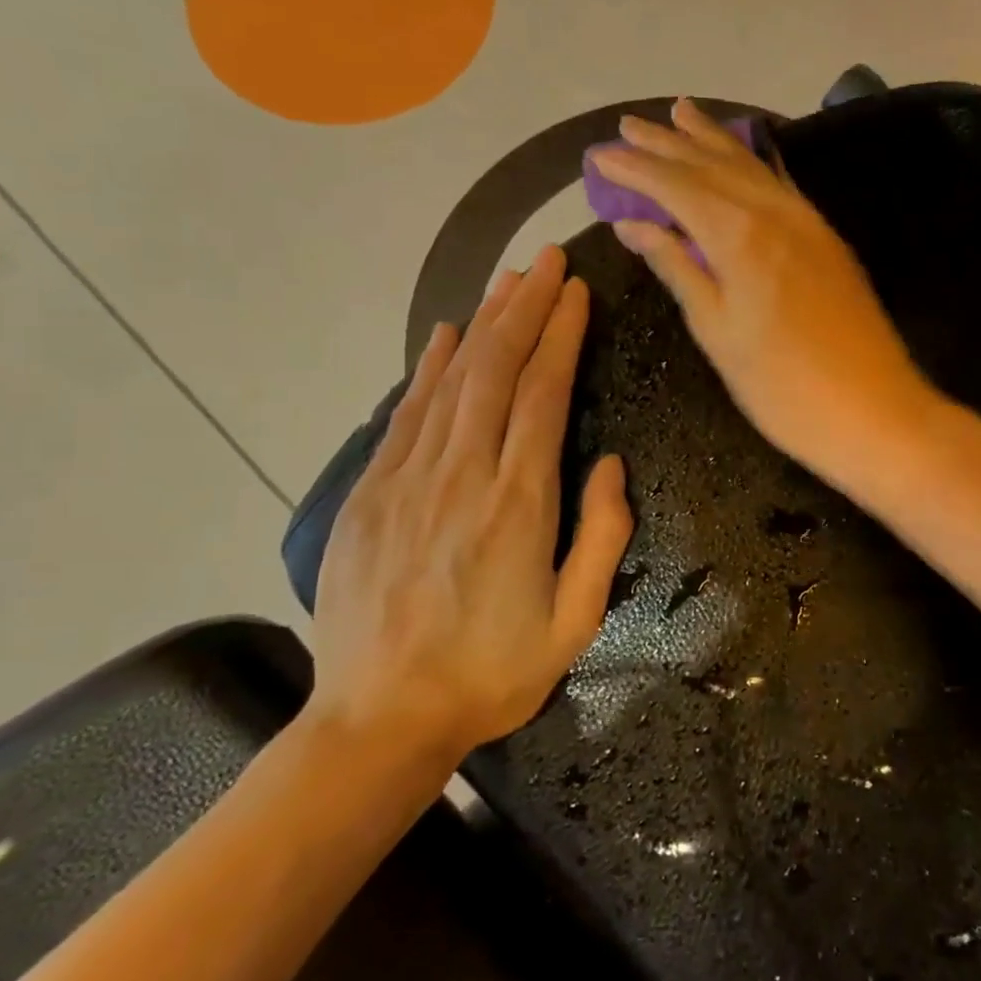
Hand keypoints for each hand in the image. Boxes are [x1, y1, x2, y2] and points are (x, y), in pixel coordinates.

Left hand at [309, 247, 633, 772]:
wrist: (378, 720)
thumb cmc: (492, 674)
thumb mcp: (575, 622)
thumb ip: (601, 537)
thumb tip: (609, 463)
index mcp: (519, 504)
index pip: (542, 393)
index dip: (561, 335)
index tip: (577, 291)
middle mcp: (462, 476)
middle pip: (495, 369)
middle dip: (525, 307)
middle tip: (548, 260)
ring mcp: (408, 480)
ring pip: (450, 380)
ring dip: (481, 324)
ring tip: (508, 281)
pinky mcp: (370, 493)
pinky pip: (405, 414)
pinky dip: (426, 368)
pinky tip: (442, 337)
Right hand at [591, 98, 938, 480]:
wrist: (873, 410)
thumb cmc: (782, 386)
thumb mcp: (717, 333)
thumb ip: (677, 268)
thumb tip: (633, 224)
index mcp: (739, 234)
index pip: (675, 186)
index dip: (635, 170)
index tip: (599, 156)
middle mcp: (774, 212)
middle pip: (712, 165)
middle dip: (667, 144)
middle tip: (628, 125)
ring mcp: (807, 221)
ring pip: (751, 166)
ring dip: (712, 140)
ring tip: (681, 113)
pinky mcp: (827, 239)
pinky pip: (780, 184)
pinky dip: (753, 163)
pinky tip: (744, 156)